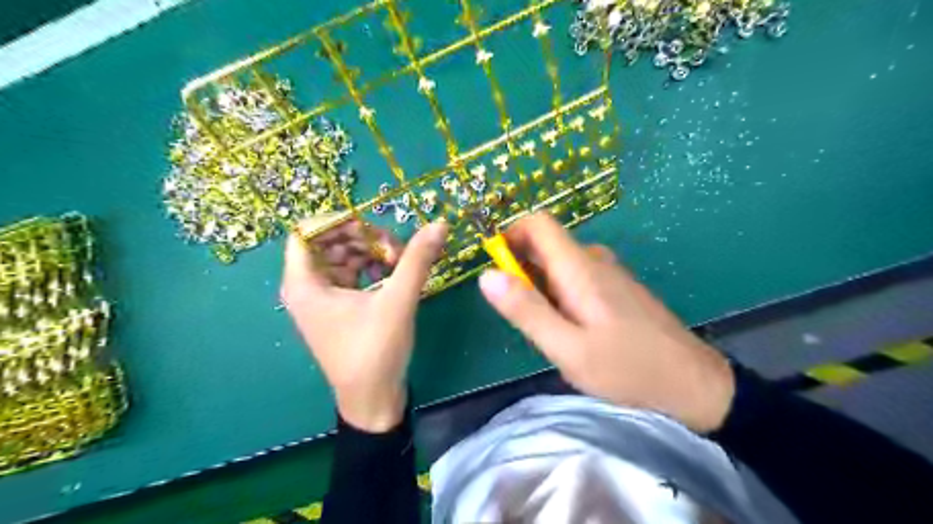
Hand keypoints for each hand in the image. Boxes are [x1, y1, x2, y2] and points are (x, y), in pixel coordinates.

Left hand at [281, 219, 446, 430]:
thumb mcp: (397, 301)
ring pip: (343, 257)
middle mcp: (306, 287)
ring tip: (400, 263)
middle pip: (329, 242)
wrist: (373, 401)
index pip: (307, 231)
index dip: (338, 221)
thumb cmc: (375, 352)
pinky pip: (351, 275)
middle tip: (395, 249)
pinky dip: (371, 269)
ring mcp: (322, 299)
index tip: (373, 227)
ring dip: (371, 253)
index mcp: (304, 283)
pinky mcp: (338, 309)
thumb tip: (439, 224)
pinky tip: (394, 275)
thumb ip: (416, 259)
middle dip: (363, 238)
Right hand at [480, 214, 735, 433]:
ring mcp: (609, 273)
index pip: (538, 223)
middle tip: (519, 312)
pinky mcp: (617, 288)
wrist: (693, 384)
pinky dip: (558, 292)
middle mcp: (595, 260)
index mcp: (580, 267)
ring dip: (539, 284)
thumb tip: (487, 275)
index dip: (510, 234)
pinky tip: (569, 328)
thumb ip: (526, 310)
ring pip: (559, 263)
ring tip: (544, 327)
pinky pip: (576, 277)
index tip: (495, 265)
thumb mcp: (567, 347)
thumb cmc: (627, 368)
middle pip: (546, 244)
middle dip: (521, 267)